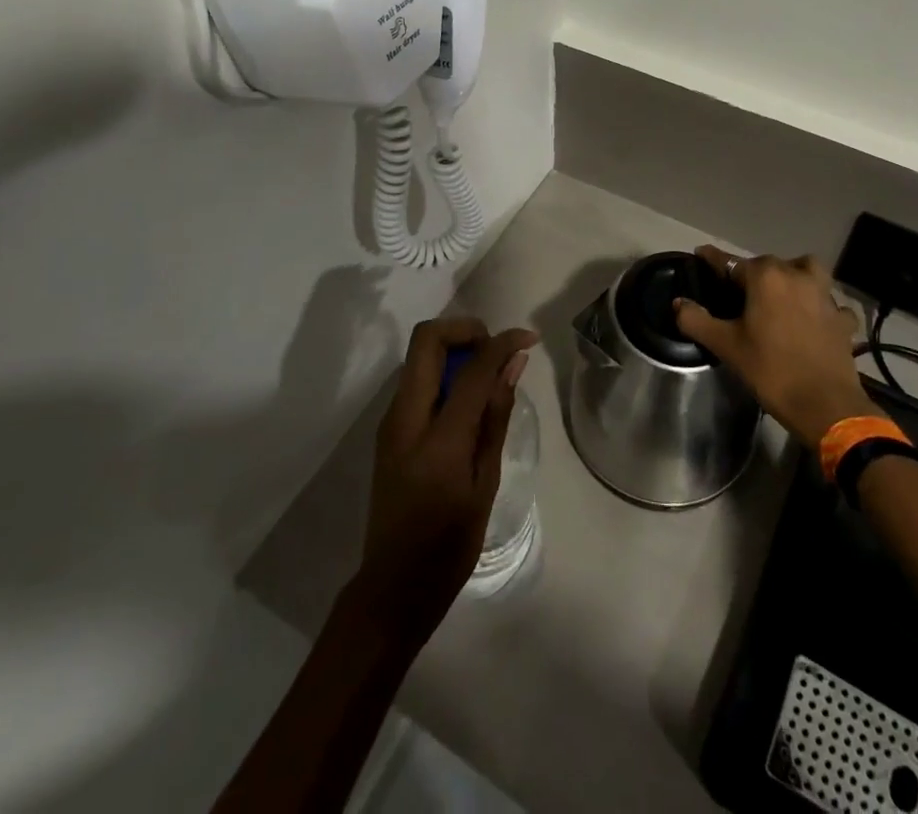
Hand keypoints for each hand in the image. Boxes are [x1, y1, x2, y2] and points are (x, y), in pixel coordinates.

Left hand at [348, 317, 536, 645]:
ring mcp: (390, 421)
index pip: (472, 367)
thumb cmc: (448, 545)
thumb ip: (496, 418)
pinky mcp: (389, 430)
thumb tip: (513, 365)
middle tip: (497, 351)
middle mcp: (404, 417)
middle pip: (427, 339)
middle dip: (466, 330)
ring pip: (420, 356)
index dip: (502, 343)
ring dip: (455, 349)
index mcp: (436, 438)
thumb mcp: (484, 483)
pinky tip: (469, 401)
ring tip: (489, 376)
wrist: (393, 588)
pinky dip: (445, 373)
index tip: (528, 339)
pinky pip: (417, 380)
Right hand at [674, 245, 874, 447]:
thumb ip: (697, 320)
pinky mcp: (842, 318)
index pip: (731, 262)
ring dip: (794, 277)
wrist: (825, 405)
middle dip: (752, 272)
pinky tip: (814, 320)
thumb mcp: (726, 346)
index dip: (713, 259)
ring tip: (782, 294)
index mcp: (766, 277)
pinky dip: (821, 307)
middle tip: (738, 292)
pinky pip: (830, 303)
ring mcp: (825, 296)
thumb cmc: (771, 370)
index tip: (701, 254)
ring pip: (807, 271)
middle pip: (769, 264)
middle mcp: (797, 276)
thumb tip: (679, 303)